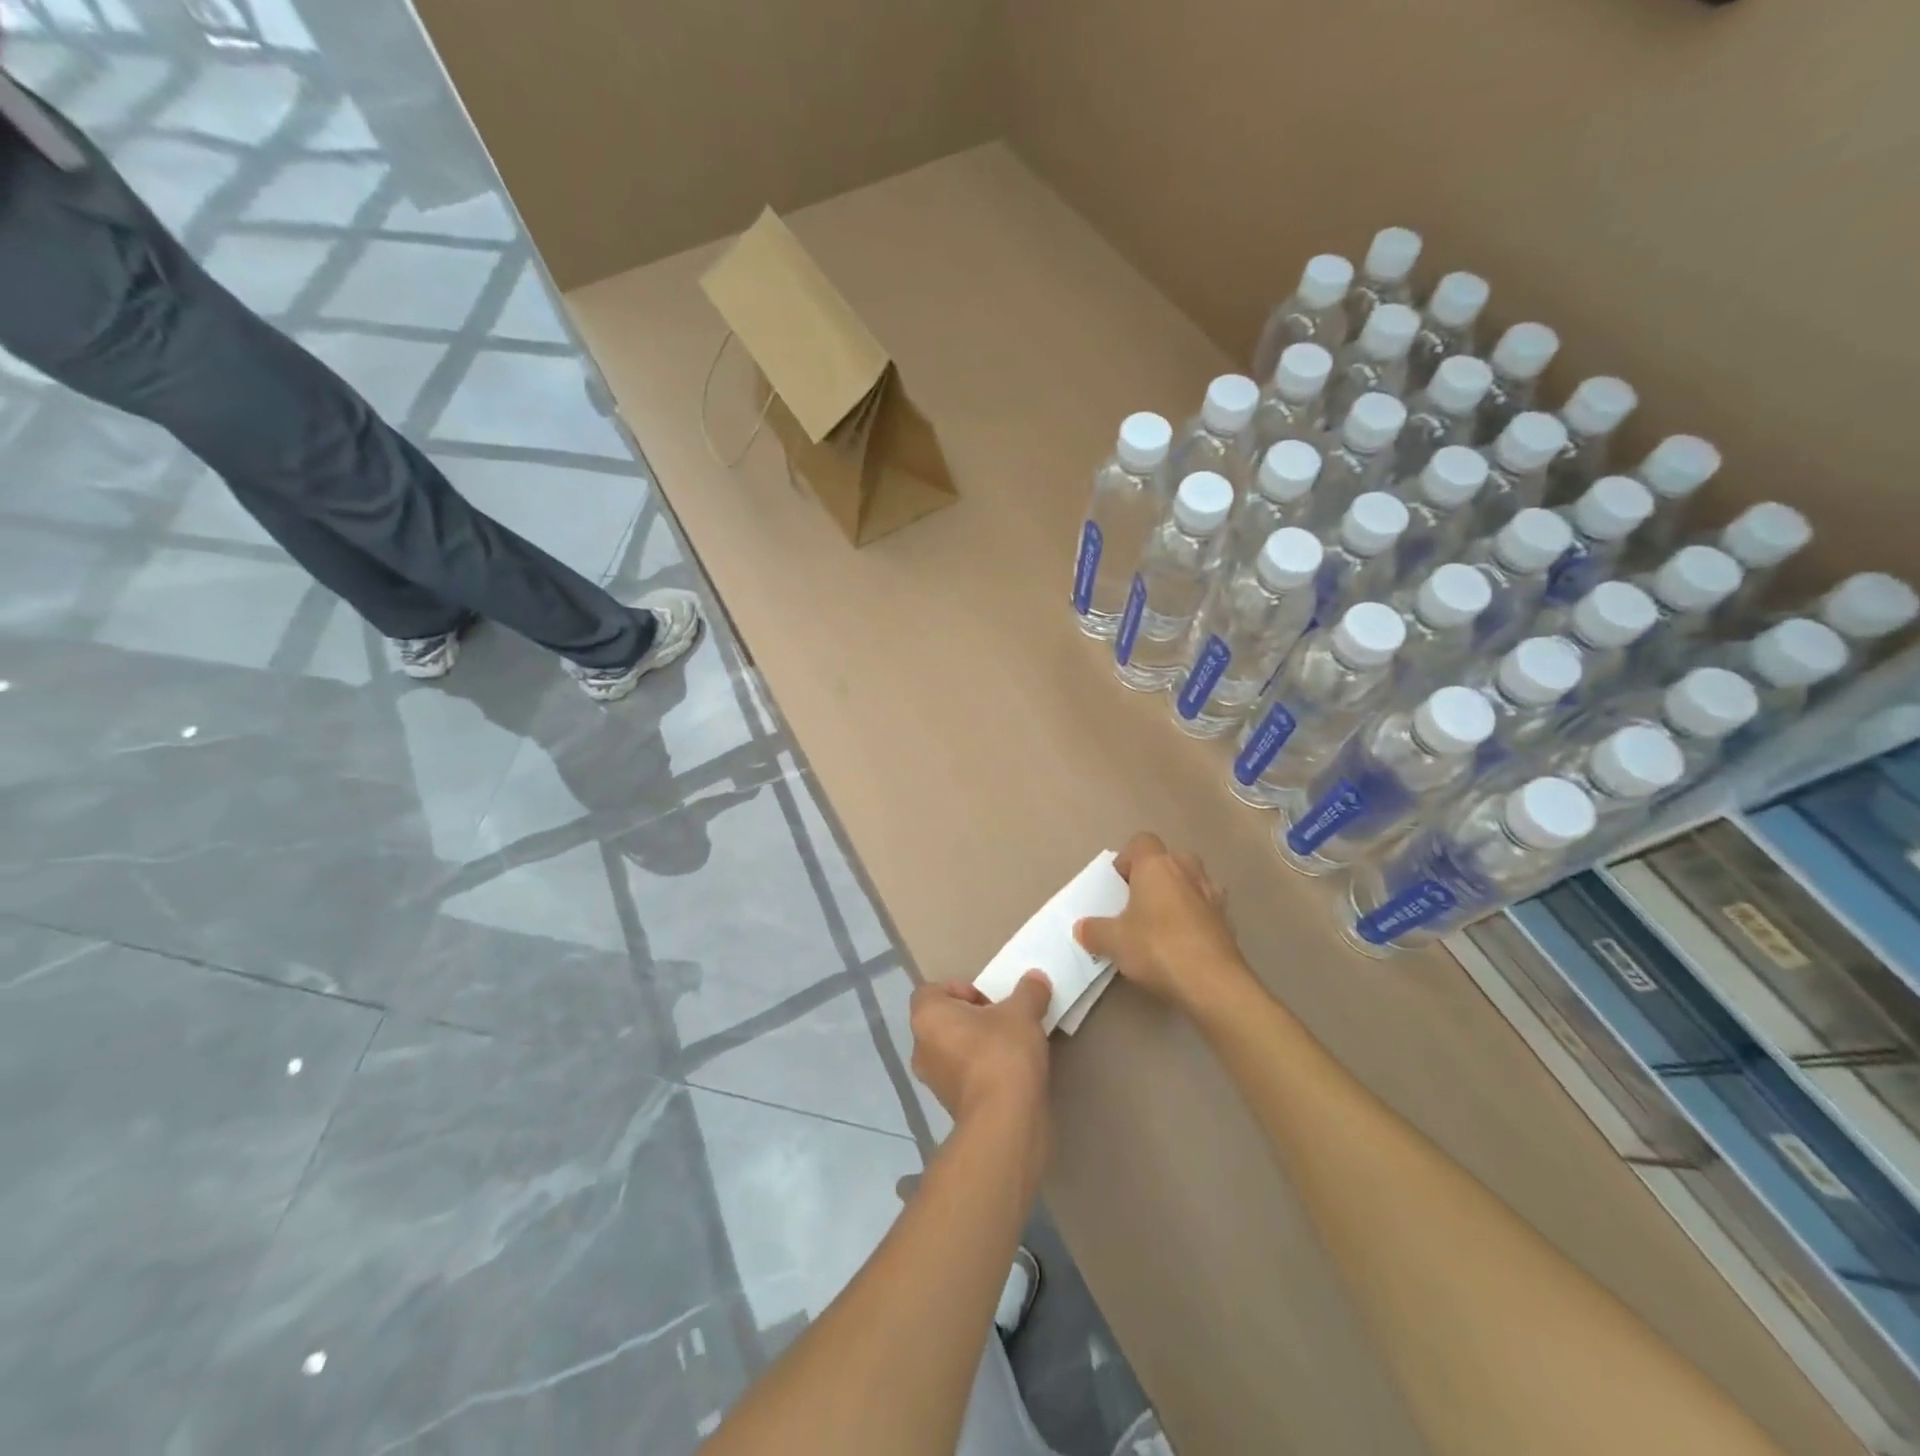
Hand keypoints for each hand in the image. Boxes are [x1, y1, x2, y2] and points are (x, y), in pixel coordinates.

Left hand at [909, 973, 1052, 1126]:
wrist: (1004, 1120)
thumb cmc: (1002, 1052)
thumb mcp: (1023, 1012)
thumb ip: (1029, 991)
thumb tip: (1036, 978)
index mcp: (927, 1017)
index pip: (932, 991)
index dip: (960, 989)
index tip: (989, 1000)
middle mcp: (921, 1047)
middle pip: (944, 1021)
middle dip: (972, 1018)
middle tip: (1003, 1020)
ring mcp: (933, 1081)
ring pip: (953, 1050)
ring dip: (977, 1046)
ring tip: (1011, 1047)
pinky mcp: (950, 1107)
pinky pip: (963, 1076)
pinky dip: (981, 1072)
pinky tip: (1010, 1074)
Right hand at [1076, 833, 1250, 1013]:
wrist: (1213, 984)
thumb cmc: (1157, 948)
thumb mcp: (1113, 942)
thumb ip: (1094, 931)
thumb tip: (1083, 928)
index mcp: (1156, 865)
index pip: (1141, 841)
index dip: (1126, 859)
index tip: (1117, 886)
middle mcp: (1187, 870)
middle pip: (1168, 859)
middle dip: (1154, 876)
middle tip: (1137, 903)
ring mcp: (1213, 894)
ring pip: (1191, 882)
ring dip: (1177, 895)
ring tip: (1161, 924)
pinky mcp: (1229, 920)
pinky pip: (1206, 908)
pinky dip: (1195, 918)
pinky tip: (1183, 944)